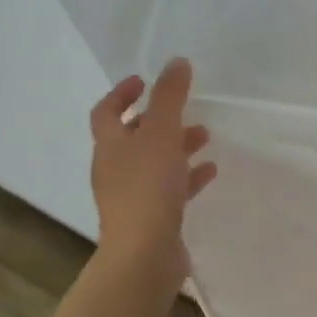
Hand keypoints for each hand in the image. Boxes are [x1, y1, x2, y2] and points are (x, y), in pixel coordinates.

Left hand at [90, 59, 216, 275]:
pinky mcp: (151, 218)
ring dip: (177, 147)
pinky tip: (210, 172)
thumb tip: (176, 62)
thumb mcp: (162, 134)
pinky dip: (187, 177)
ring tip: (205, 137)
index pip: (107, 112)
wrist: (144, 254)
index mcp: (110, 146)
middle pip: (133, 137)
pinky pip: (169, 189)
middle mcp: (115, 169)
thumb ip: (170, 97)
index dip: (122, 94)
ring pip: (154, 162)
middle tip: (184, 109)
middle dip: (159, 120)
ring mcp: (132, 196)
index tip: (144, 81)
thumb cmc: (148, 188)